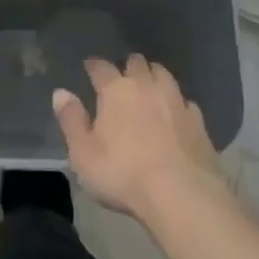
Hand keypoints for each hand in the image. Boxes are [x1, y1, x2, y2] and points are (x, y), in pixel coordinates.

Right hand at [53, 54, 221, 221]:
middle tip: (123, 77)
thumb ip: (71, 120)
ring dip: (154, 76)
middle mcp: (146, 86)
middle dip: (128, 66)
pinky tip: (176, 114)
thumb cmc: (123, 174)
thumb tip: (60, 92)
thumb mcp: (83, 153)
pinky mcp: (198, 121)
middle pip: (136, 63)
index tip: (90, 66)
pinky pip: (185, 101)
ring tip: (149, 86)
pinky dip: (177, 103)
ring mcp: (175, 100)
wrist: (182, 195)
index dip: (94, 65)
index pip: (101, 67)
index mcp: (116, 90)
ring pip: (163, 74)